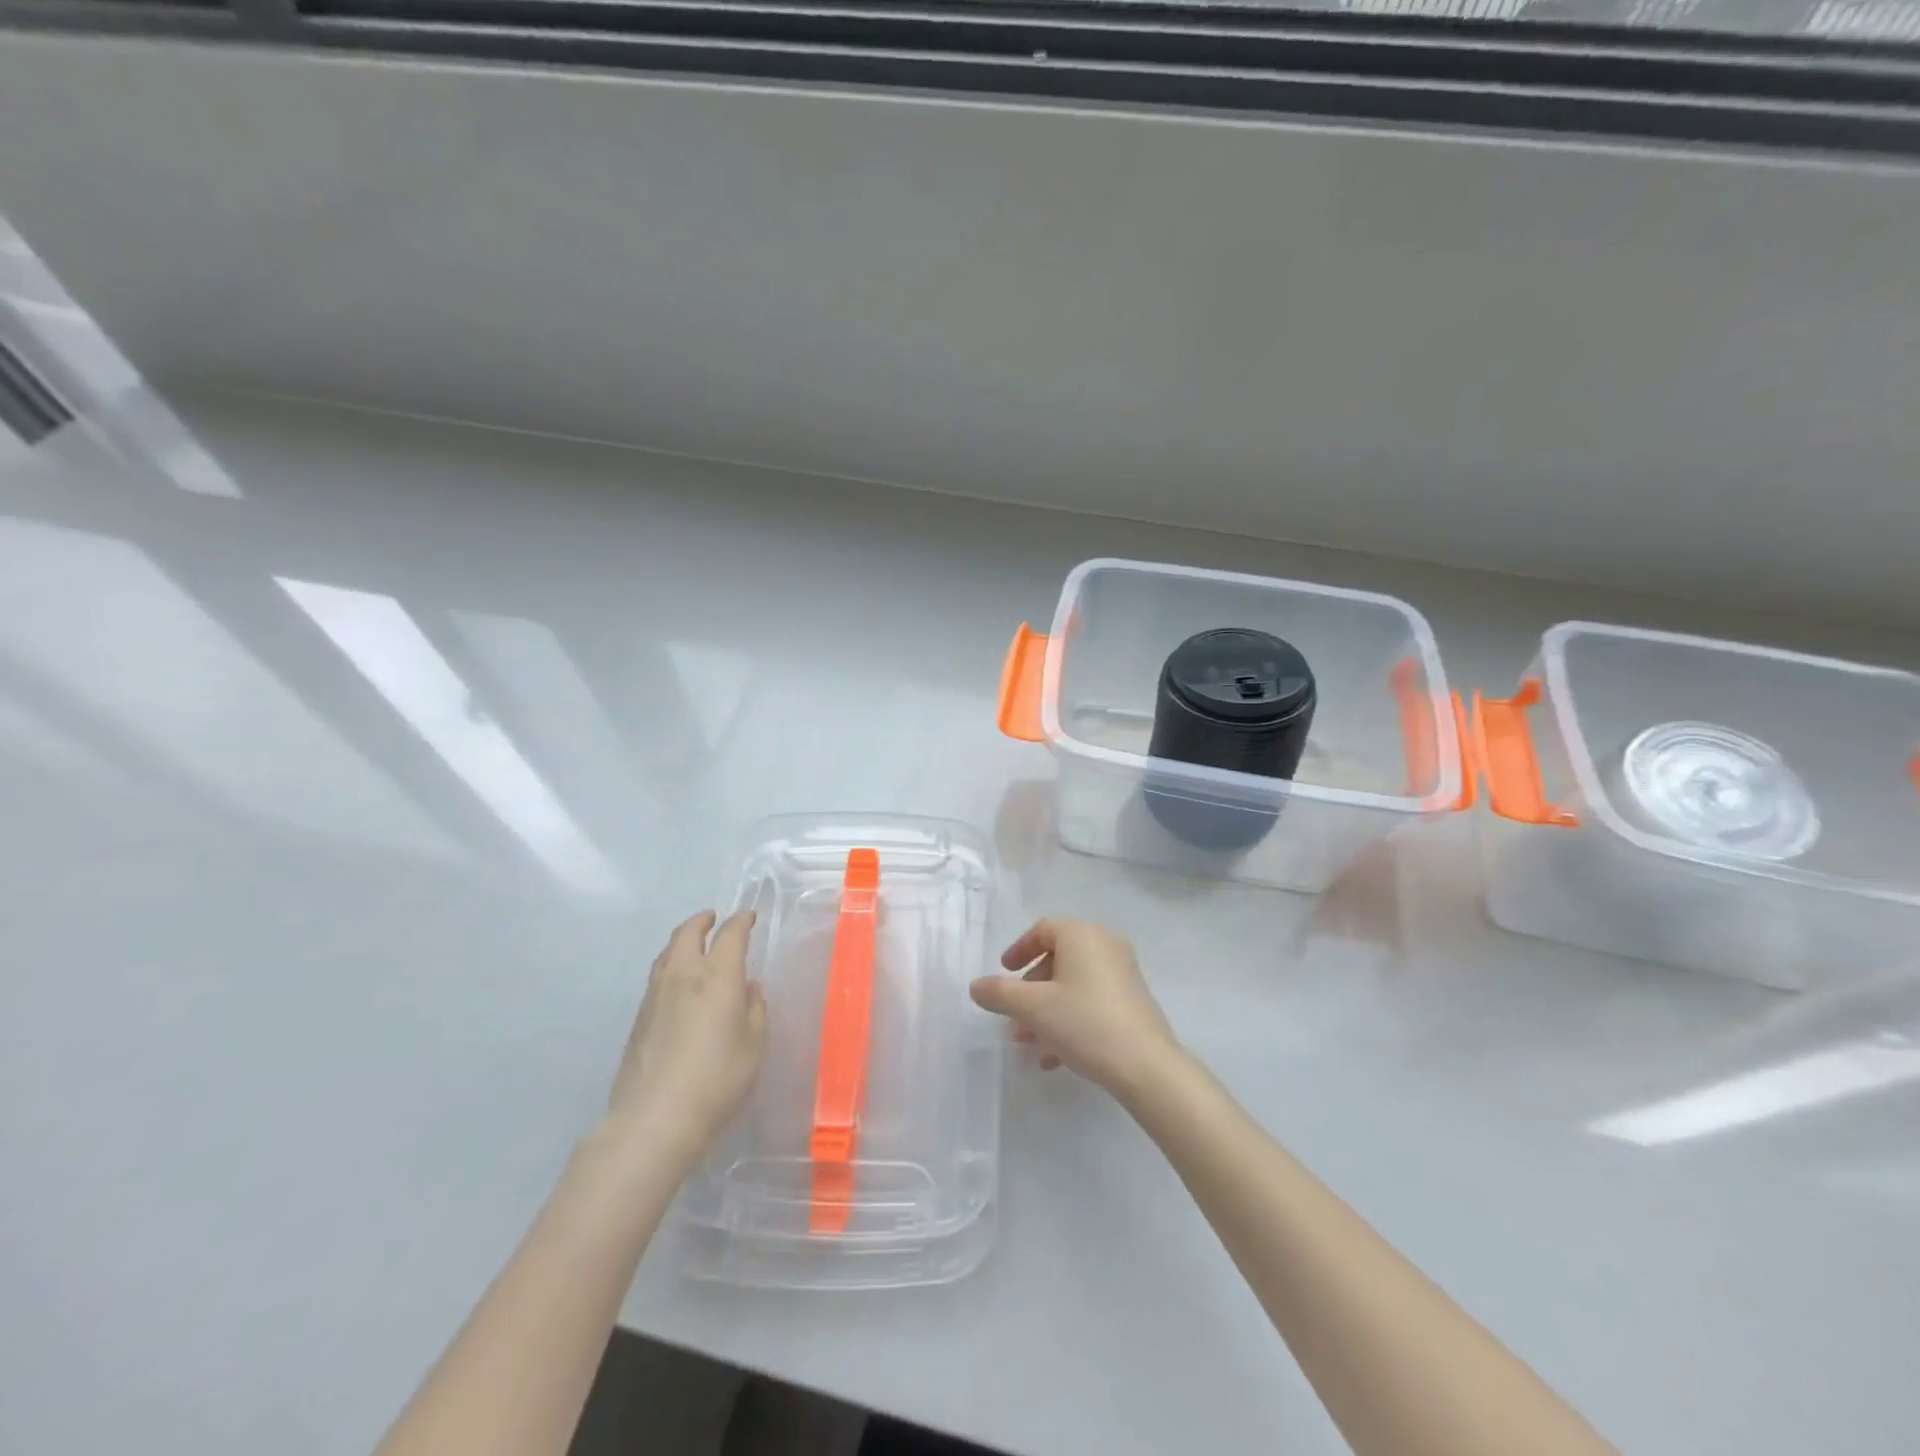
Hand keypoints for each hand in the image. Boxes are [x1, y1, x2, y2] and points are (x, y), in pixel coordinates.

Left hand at [606, 910, 767, 1162]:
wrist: (655, 1118)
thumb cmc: (717, 1078)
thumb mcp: (754, 1044)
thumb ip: (754, 1009)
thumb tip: (747, 988)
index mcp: (718, 976)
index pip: (730, 934)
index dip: (741, 921)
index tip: (749, 917)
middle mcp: (684, 975)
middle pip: (688, 933)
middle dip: (702, 921)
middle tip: (713, 918)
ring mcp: (655, 995)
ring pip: (667, 952)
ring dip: (682, 940)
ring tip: (693, 944)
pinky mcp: (638, 1018)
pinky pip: (657, 976)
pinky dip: (670, 965)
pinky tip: (678, 983)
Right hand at [969, 918, 1179, 1097]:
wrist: (1146, 1065)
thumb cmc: (1084, 1022)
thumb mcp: (1033, 1008)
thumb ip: (999, 993)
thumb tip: (975, 986)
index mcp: (1082, 935)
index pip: (1043, 929)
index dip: (1019, 949)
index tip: (1004, 973)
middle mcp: (1105, 945)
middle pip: (1058, 959)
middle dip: (1030, 990)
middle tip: (1013, 1016)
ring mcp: (1123, 973)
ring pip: (1073, 985)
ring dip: (1046, 1010)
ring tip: (1028, 1043)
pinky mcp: (1133, 1001)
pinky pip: (1091, 1001)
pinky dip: (1069, 1019)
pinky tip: (1054, 1057)